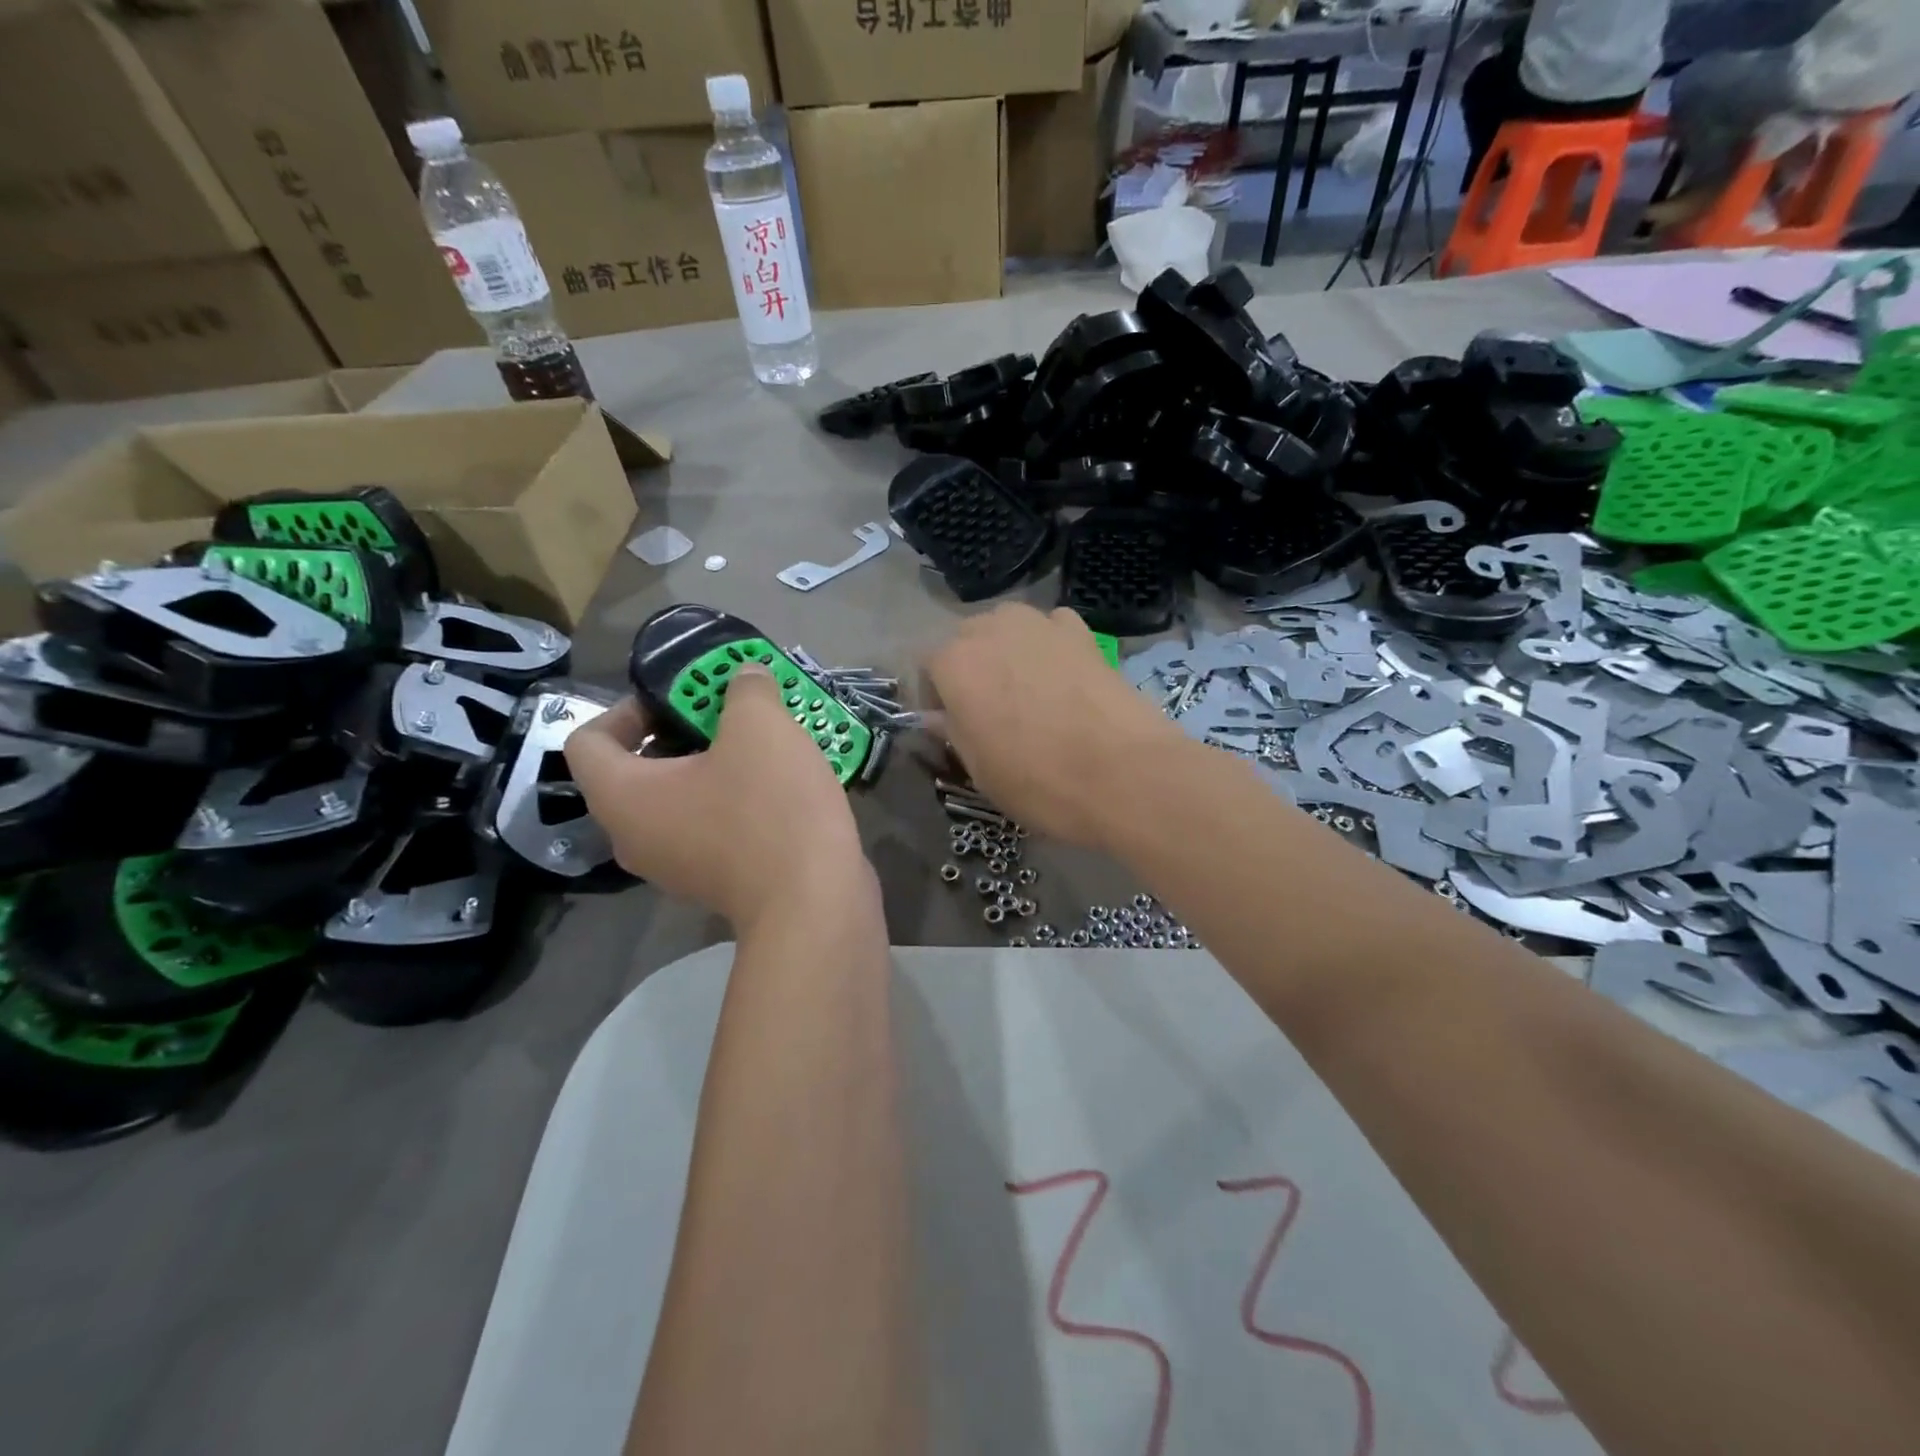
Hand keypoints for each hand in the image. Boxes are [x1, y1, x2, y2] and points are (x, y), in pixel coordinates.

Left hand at [564, 667, 873, 928]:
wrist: (815, 900)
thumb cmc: (771, 807)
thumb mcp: (759, 726)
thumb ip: (744, 689)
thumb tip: (744, 678)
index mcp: (624, 797)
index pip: (587, 741)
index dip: (626, 708)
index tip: (678, 698)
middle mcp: (636, 837)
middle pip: (637, 770)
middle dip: (681, 732)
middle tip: (727, 715)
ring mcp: (677, 866)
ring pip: (679, 800)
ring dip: (713, 766)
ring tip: (761, 746)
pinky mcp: (717, 882)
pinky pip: (710, 827)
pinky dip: (734, 800)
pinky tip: (778, 785)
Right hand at [923, 604, 1184, 848]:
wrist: (1124, 773)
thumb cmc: (1038, 780)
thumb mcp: (979, 770)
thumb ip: (951, 732)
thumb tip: (937, 717)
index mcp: (954, 663)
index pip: (925, 668)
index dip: (933, 698)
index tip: (948, 726)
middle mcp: (990, 629)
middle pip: (964, 641)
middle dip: (968, 670)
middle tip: (987, 711)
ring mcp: (1039, 624)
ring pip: (1005, 628)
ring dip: (1005, 652)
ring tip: (1024, 691)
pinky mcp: (1081, 631)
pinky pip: (1049, 629)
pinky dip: (1047, 646)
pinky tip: (1061, 678)